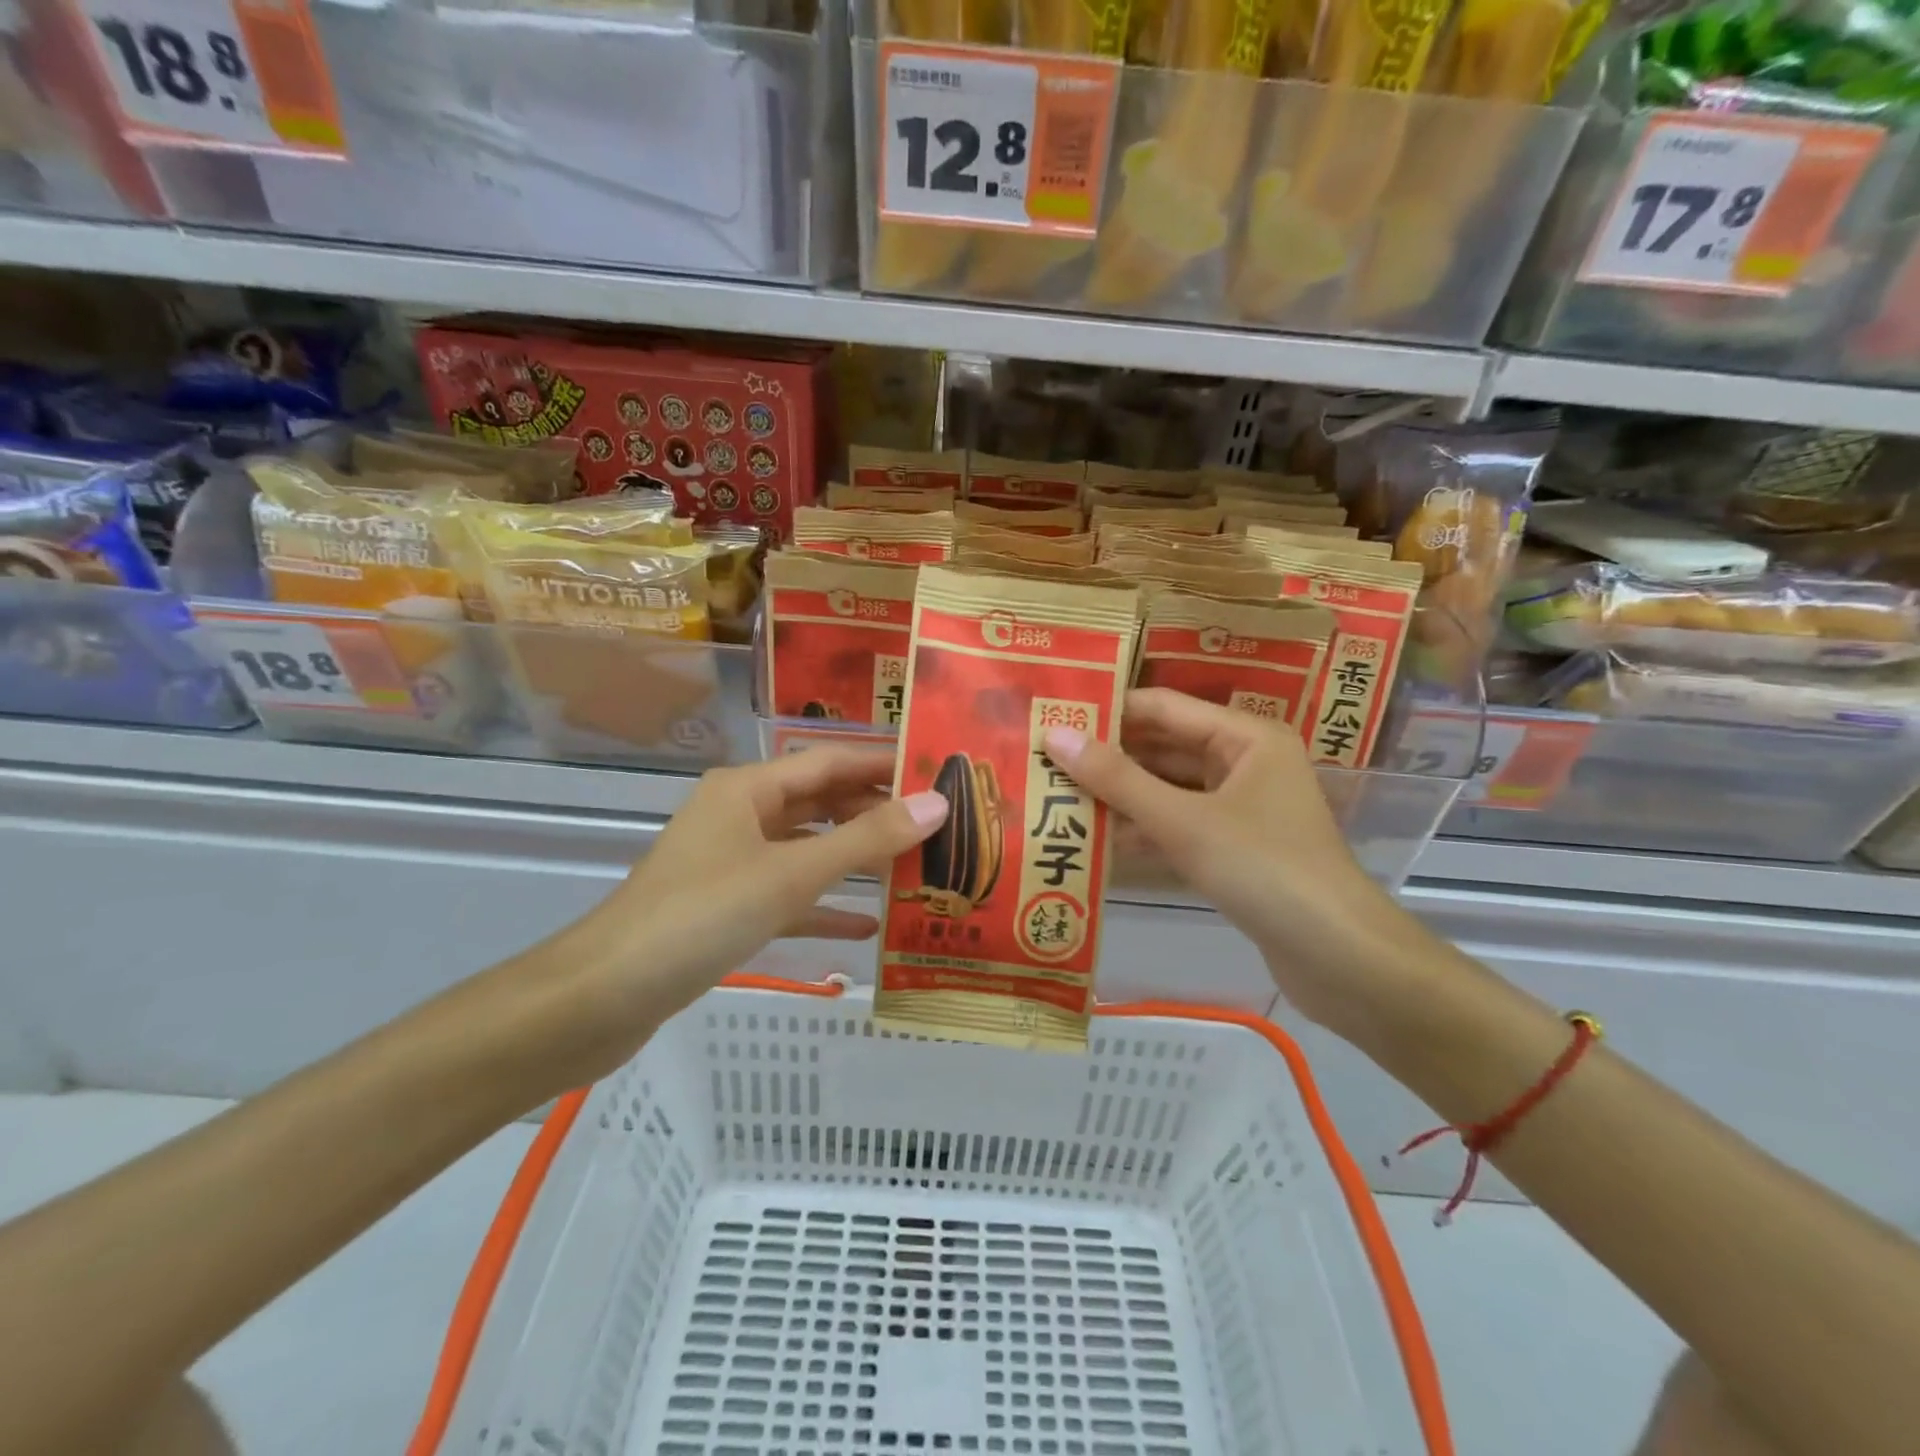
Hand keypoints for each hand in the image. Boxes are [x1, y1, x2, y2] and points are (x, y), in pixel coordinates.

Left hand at [551, 748, 946, 1077]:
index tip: (937, 771)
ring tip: (915, 866)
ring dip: (855, 859)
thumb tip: (936, 803)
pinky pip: (788, 896)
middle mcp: (739, 815)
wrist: (601, 998)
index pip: (829, 761)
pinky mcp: (726, 909)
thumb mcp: (790, 875)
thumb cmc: (700, 916)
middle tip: (937, 825)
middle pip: (819, 803)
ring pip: (806, 850)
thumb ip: (865, 840)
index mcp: (747, 789)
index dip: (883, 764)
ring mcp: (731, 864)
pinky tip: (868, 927)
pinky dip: (825, 906)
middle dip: (874, 812)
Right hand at [1042, 689, 1433, 1033]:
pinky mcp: (1235, 848)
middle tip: (1043, 759)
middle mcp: (1245, 762)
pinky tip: (1095, 839)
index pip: (1162, 707)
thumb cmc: (1264, 870)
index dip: (1107, 711)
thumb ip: (1117, 779)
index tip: (1052, 717)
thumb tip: (1054, 734)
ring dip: (1121, 795)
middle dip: (1108, 756)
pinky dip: (1143, 828)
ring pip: (1169, 789)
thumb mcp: (1183, 821)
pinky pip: (1179, 824)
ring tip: (1057, 795)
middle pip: (1164, 747)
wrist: (1339, 959)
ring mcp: (1241, 807)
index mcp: (1245, 736)